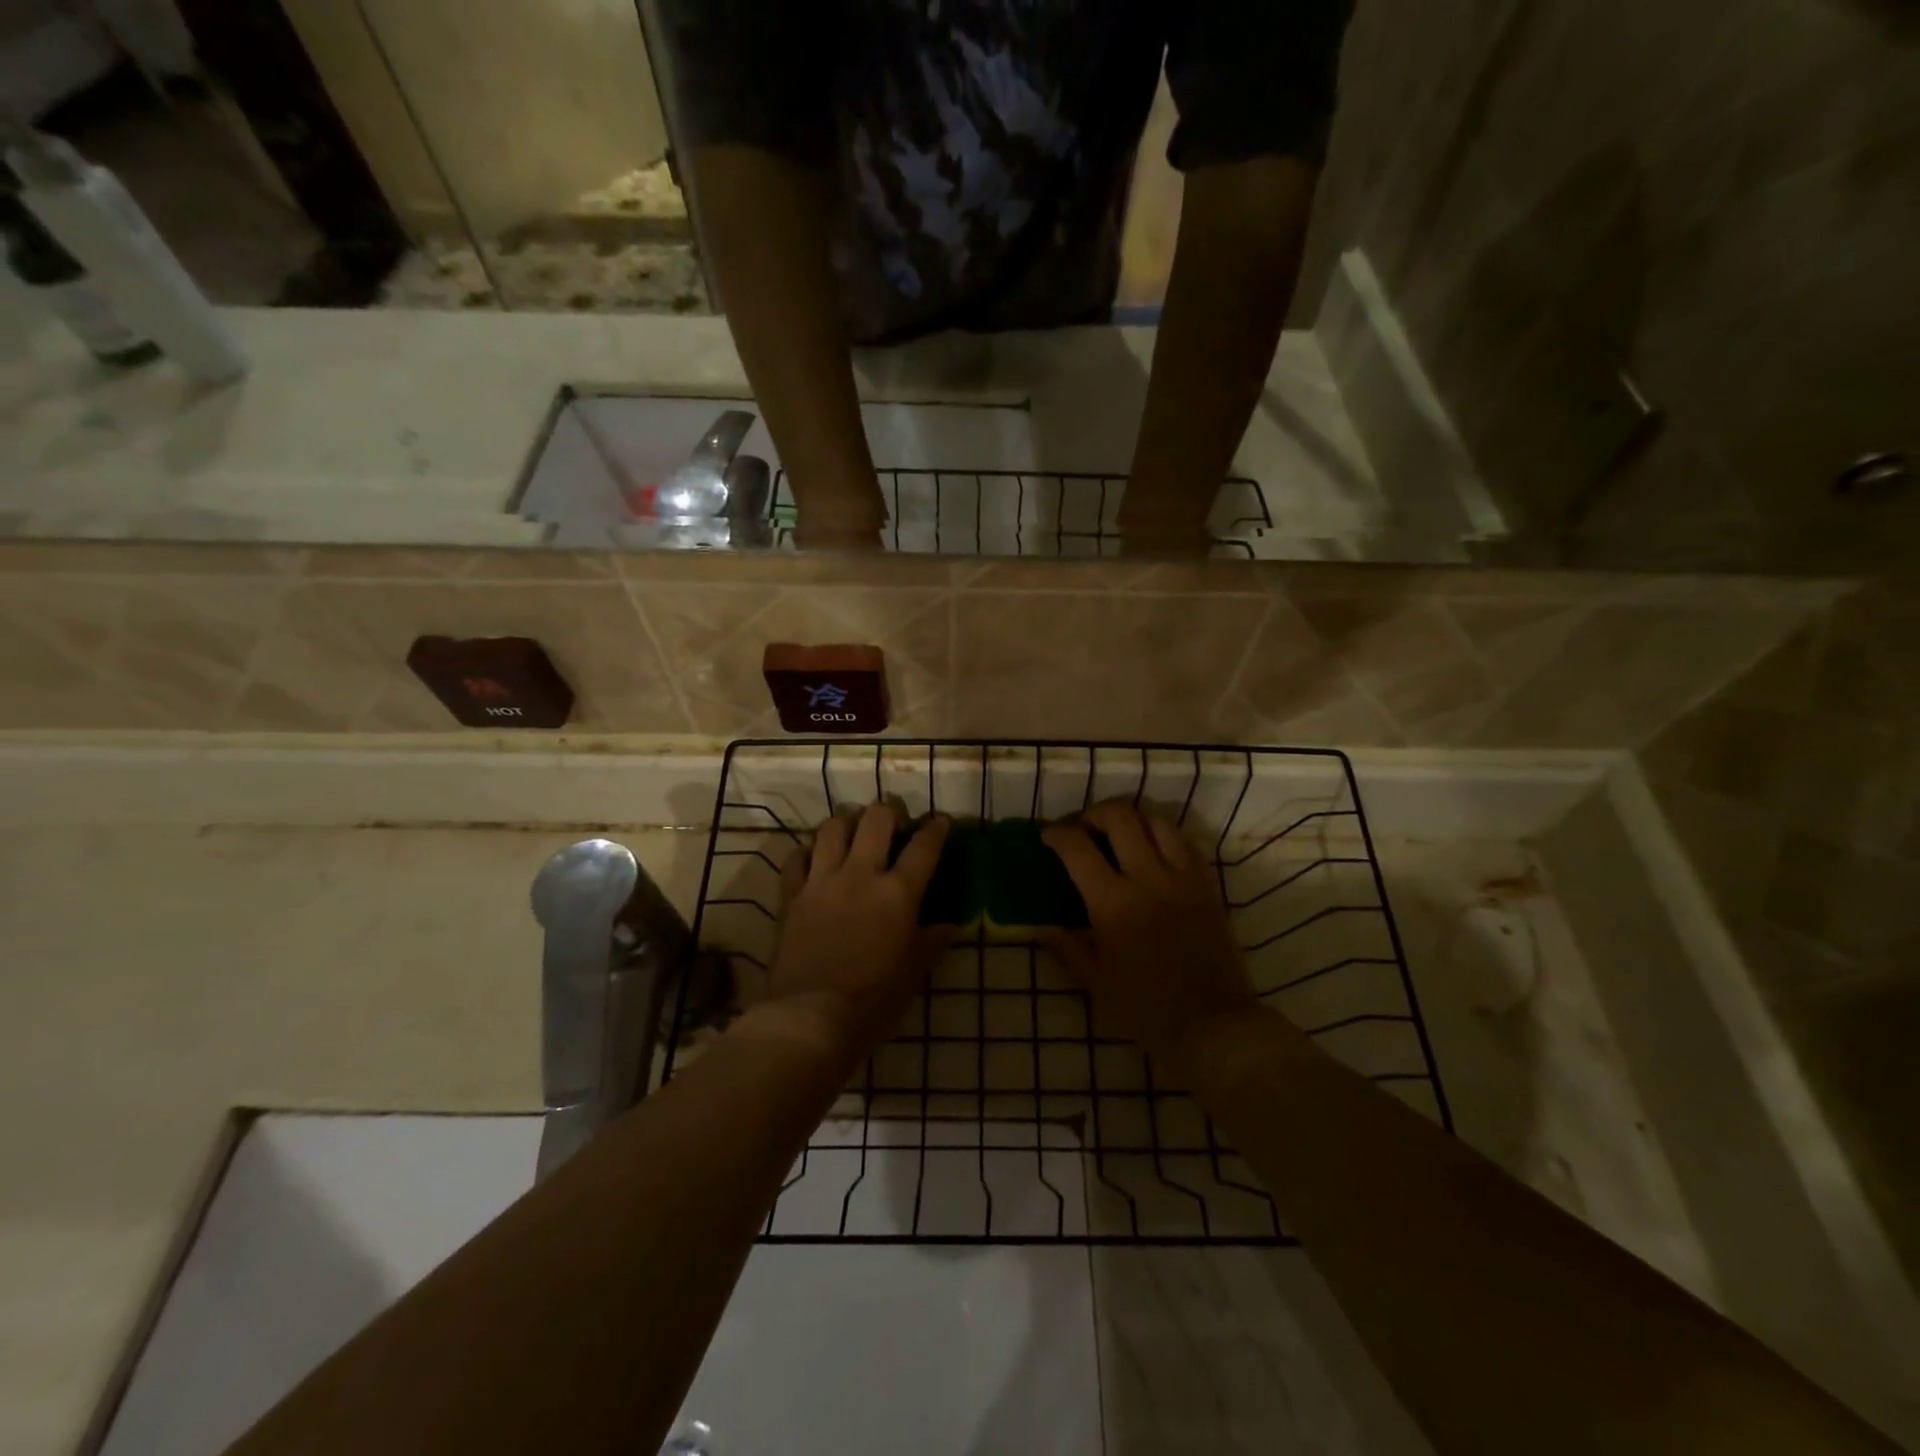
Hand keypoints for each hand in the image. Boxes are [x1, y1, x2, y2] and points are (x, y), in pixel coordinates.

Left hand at [763, 803, 951, 1063]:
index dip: (936, 828)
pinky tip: (814, 856)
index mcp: (897, 893)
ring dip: (847, 820)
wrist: (811, 1017)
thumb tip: (948, 926)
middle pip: (875, 820)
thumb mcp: (913, 974)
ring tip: (853, 824)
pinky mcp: (792, 896)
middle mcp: (860, 875)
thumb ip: (931, 943)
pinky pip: (796, 859)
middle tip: (895, 814)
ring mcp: (822, 882)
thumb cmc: (873, 1000)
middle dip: (889, 809)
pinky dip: (807, 851)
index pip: (924, 847)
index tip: (940, 821)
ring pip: (832, 829)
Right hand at [1041, 800, 1259, 1067]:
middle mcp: (1148, 879)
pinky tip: (1152, 850)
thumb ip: (1067, 946)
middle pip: (1120, 816)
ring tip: (1119, 833)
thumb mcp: (1096, 983)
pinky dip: (1162, 834)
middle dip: (1093, 813)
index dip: (1057, 834)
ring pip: (1156, 819)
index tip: (1048, 836)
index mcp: (1113, 904)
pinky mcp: (1208, 885)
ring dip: (1131, 817)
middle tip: (1083, 829)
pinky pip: (1184, 842)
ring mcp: (1183, 878)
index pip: (1077, 848)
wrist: (1213, 1026)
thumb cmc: (1146, 1010)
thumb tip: (1041, 926)